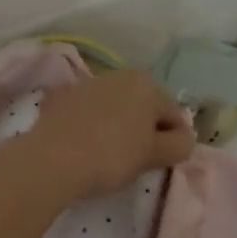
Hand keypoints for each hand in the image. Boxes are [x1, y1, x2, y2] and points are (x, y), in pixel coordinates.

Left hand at [2, 70, 194, 202]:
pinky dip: (89, 123)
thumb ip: (180, 145)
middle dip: (144, 128)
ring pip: (113, 106)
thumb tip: (184, 138)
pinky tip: (82, 145)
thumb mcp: (154, 155)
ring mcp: (86, 84)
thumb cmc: (112, 156)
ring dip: (116, 124)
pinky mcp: (59, 97)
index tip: (162, 162)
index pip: (174, 114)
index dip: (173, 140)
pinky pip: (85, 112)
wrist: (52, 160)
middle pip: (143, 106)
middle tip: (136, 159)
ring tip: (107, 153)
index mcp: (147, 85)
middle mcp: (118, 75)